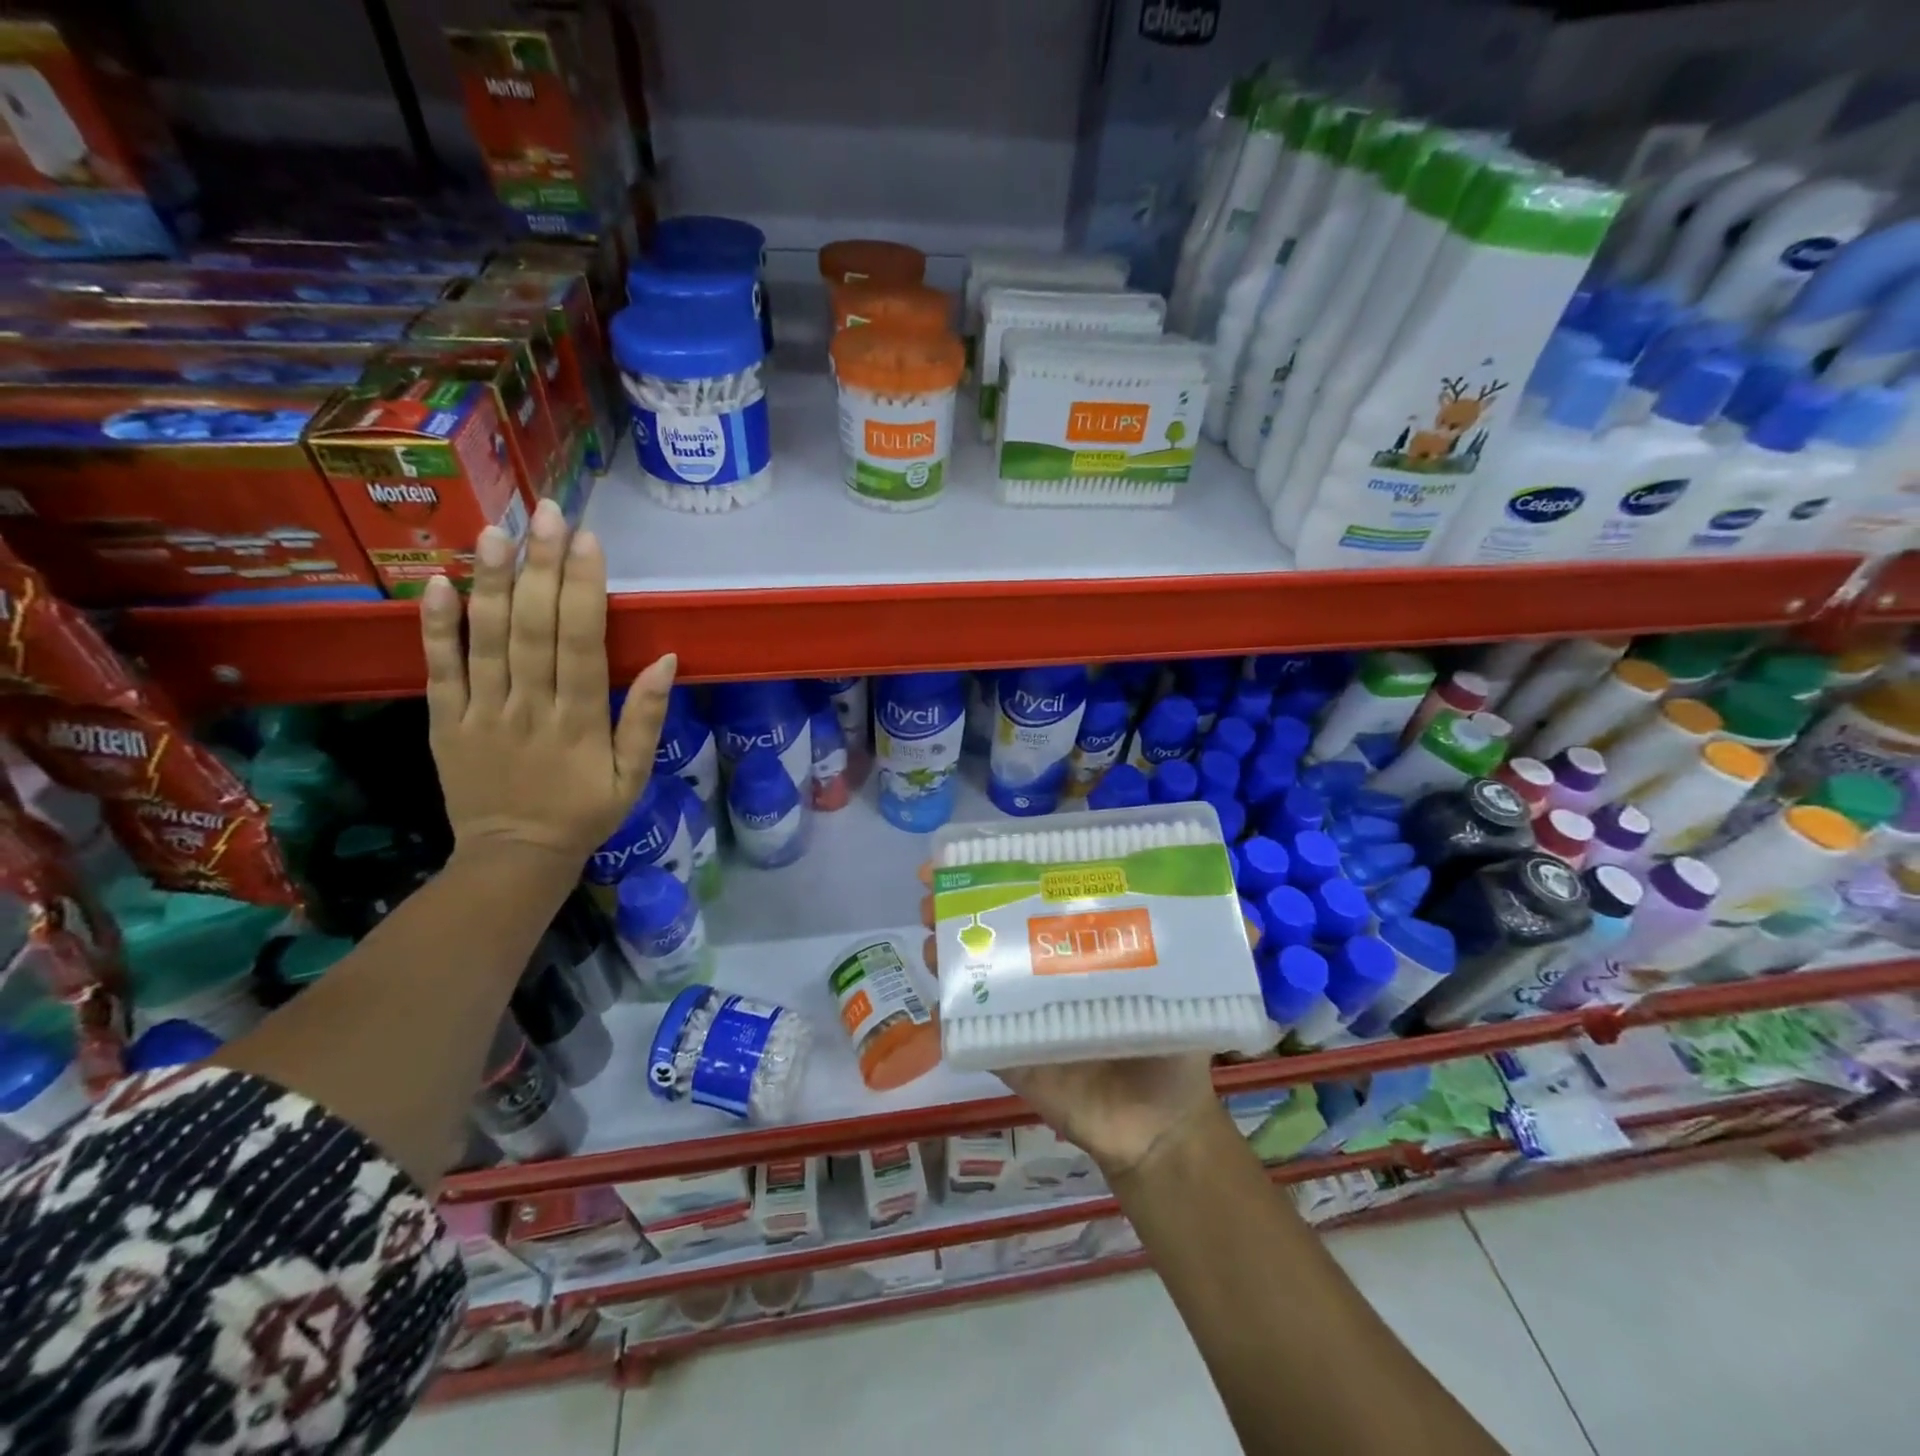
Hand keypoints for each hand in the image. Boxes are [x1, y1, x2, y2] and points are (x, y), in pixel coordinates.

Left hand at [420, 499, 675, 869]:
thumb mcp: (633, 776)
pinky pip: (438, 669)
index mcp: (579, 723)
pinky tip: (437, 583)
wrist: (514, 857)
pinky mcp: (444, 721)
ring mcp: (480, 713)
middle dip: (541, 567)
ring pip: (486, 639)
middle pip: (533, 629)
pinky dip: (436, 627)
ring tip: (497, 531)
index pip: (580, 644)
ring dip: (491, 582)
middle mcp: (528, 708)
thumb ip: (645, 719)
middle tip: (546, 513)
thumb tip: (666, 660)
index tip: (587, 542)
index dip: (583, 590)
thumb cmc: (585, 813)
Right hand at [919, 865, 1224, 1181]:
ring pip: (970, 963)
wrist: (1157, 1127)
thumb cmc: (1172, 1050)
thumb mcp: (1196, 993)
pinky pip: (966, 1022)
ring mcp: (1016, 1006)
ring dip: (944, 938)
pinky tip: (933, 978)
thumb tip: (1247, 916)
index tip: (982, 848)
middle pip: (992, 921)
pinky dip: (944, 1001)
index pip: (1039, 894)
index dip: (1008, 868)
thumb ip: (1219, 954)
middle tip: (937, 882)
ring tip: (930, 921)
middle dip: (959, 895)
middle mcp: (1042, 965)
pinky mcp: (1002, 1048)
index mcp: (1079, 944)